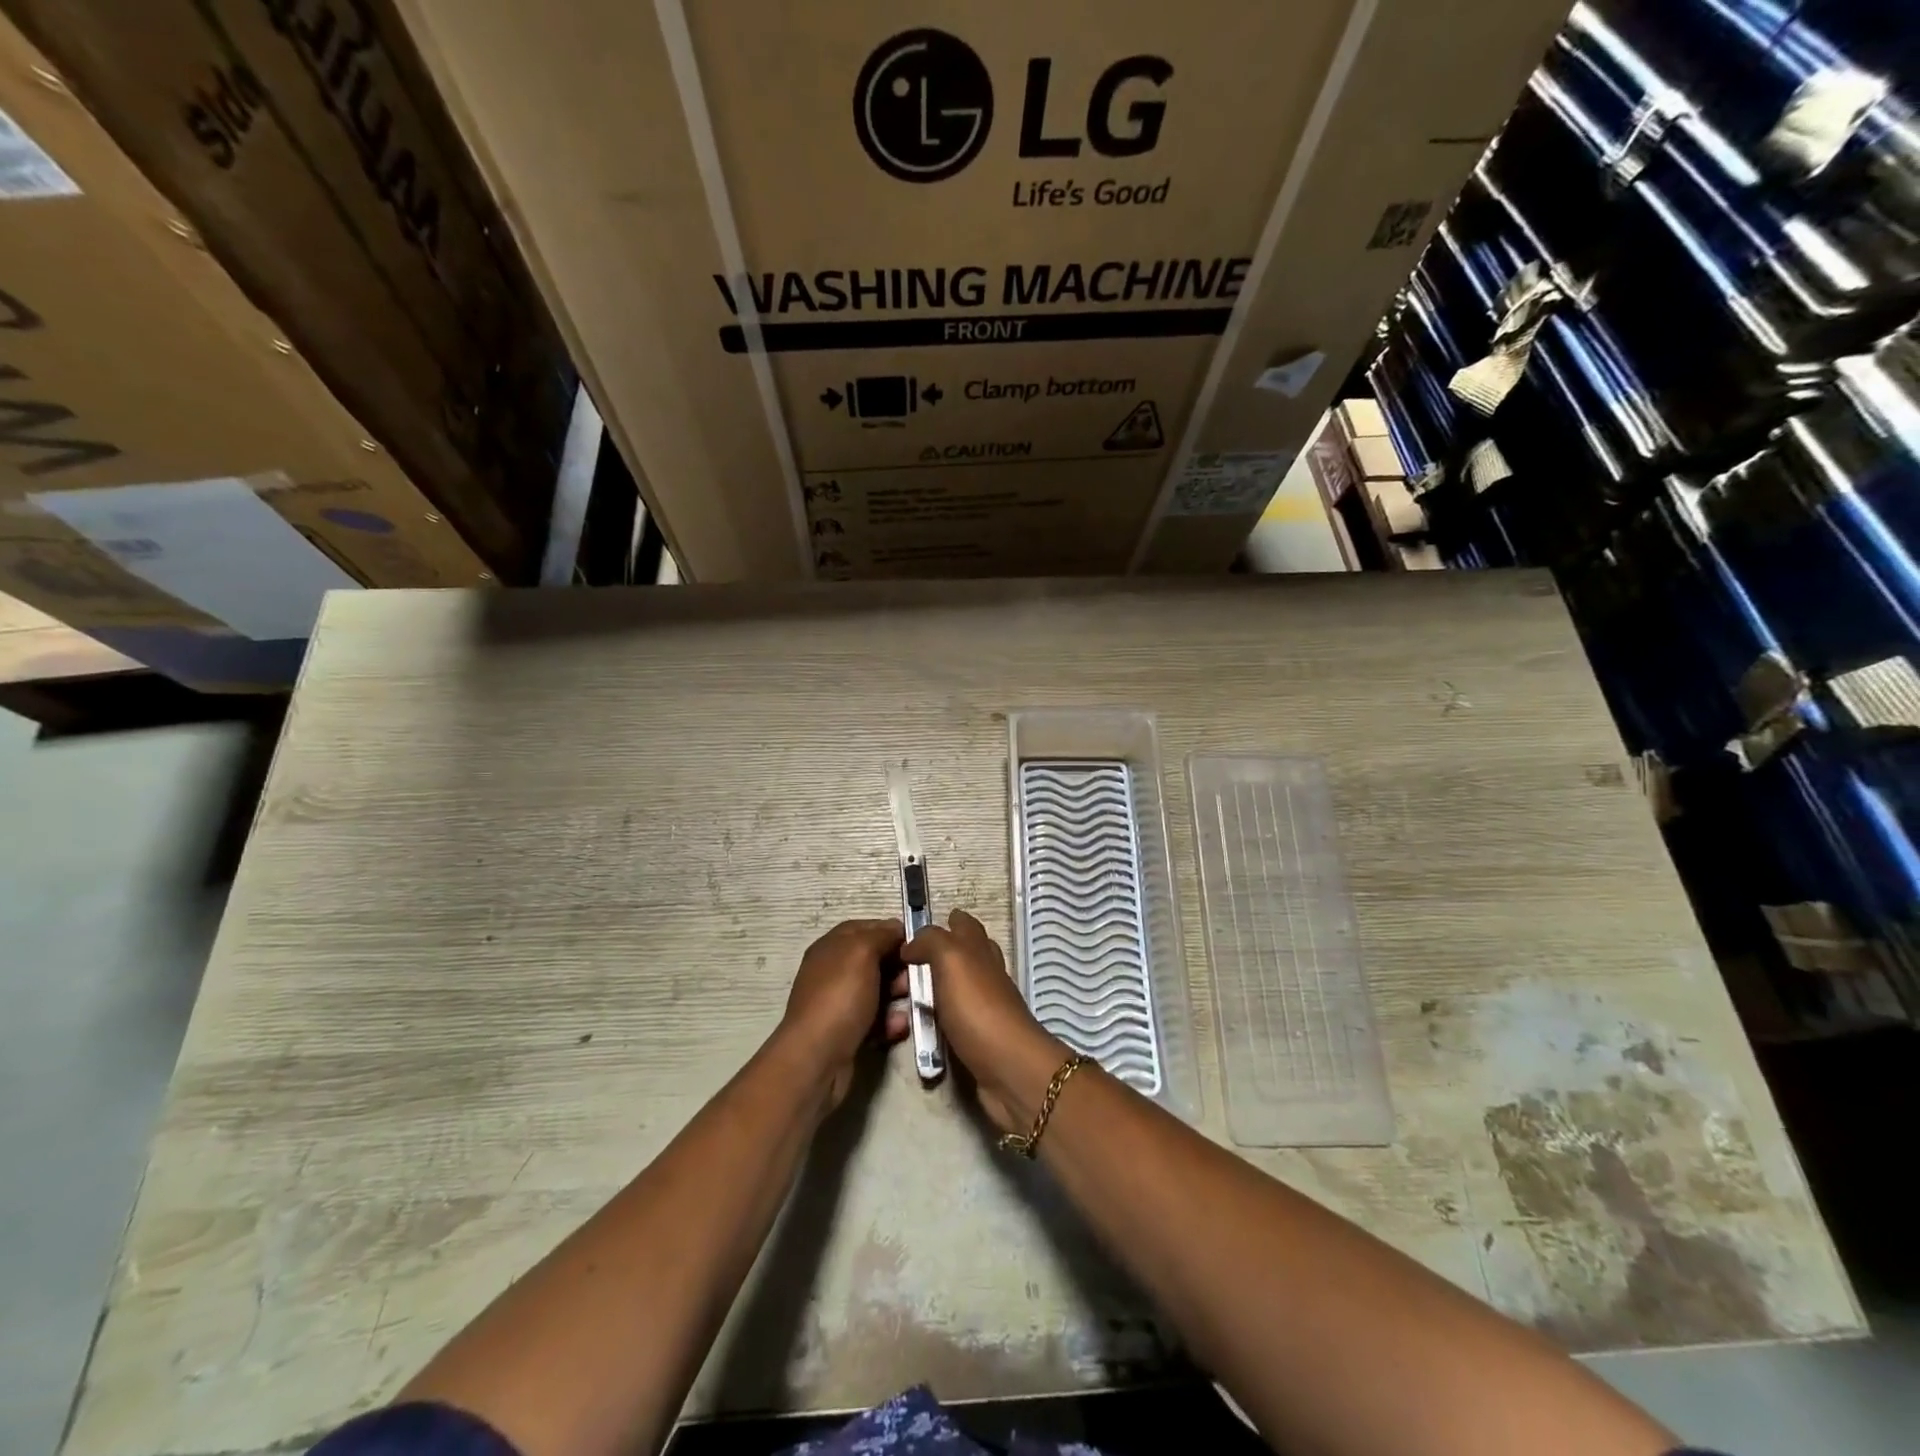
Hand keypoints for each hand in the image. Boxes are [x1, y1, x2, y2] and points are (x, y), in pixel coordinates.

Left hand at [778, 918, 908, 1110]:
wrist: (817, 1058)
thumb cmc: (840, 997)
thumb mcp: (862, 952)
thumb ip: (881, 935)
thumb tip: (896, 929)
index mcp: (832, 947)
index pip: (866, 928)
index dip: (891, 931)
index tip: (917, 941)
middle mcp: (834, 972)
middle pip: (875, 960)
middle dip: (900, 965)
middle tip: (920, 974)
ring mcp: (841, 1003)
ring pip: (879, 991)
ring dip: (900, 994)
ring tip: (916, 1001)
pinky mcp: (849, 1031)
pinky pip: (876, 1019)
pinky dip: (891, 1021)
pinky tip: (900, 1026)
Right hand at [902, 909, 1069, 1133]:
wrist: (1008, 1067)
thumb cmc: (978, 1008)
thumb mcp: (951, 959)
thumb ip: (931, 941)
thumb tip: (911, 944)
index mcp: (979, 949)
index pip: (965, 925)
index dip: (946, 920)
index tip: (918, 926)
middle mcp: (986, 972)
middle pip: (966, 953)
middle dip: (941, 950)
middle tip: (908, 958)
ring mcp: (985, 1005)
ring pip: (960, 985)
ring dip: (938, 984)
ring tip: (907, 989)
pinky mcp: (980, 1036)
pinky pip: (955, 1017)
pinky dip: (940, 1015)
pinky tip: (924, 1021)